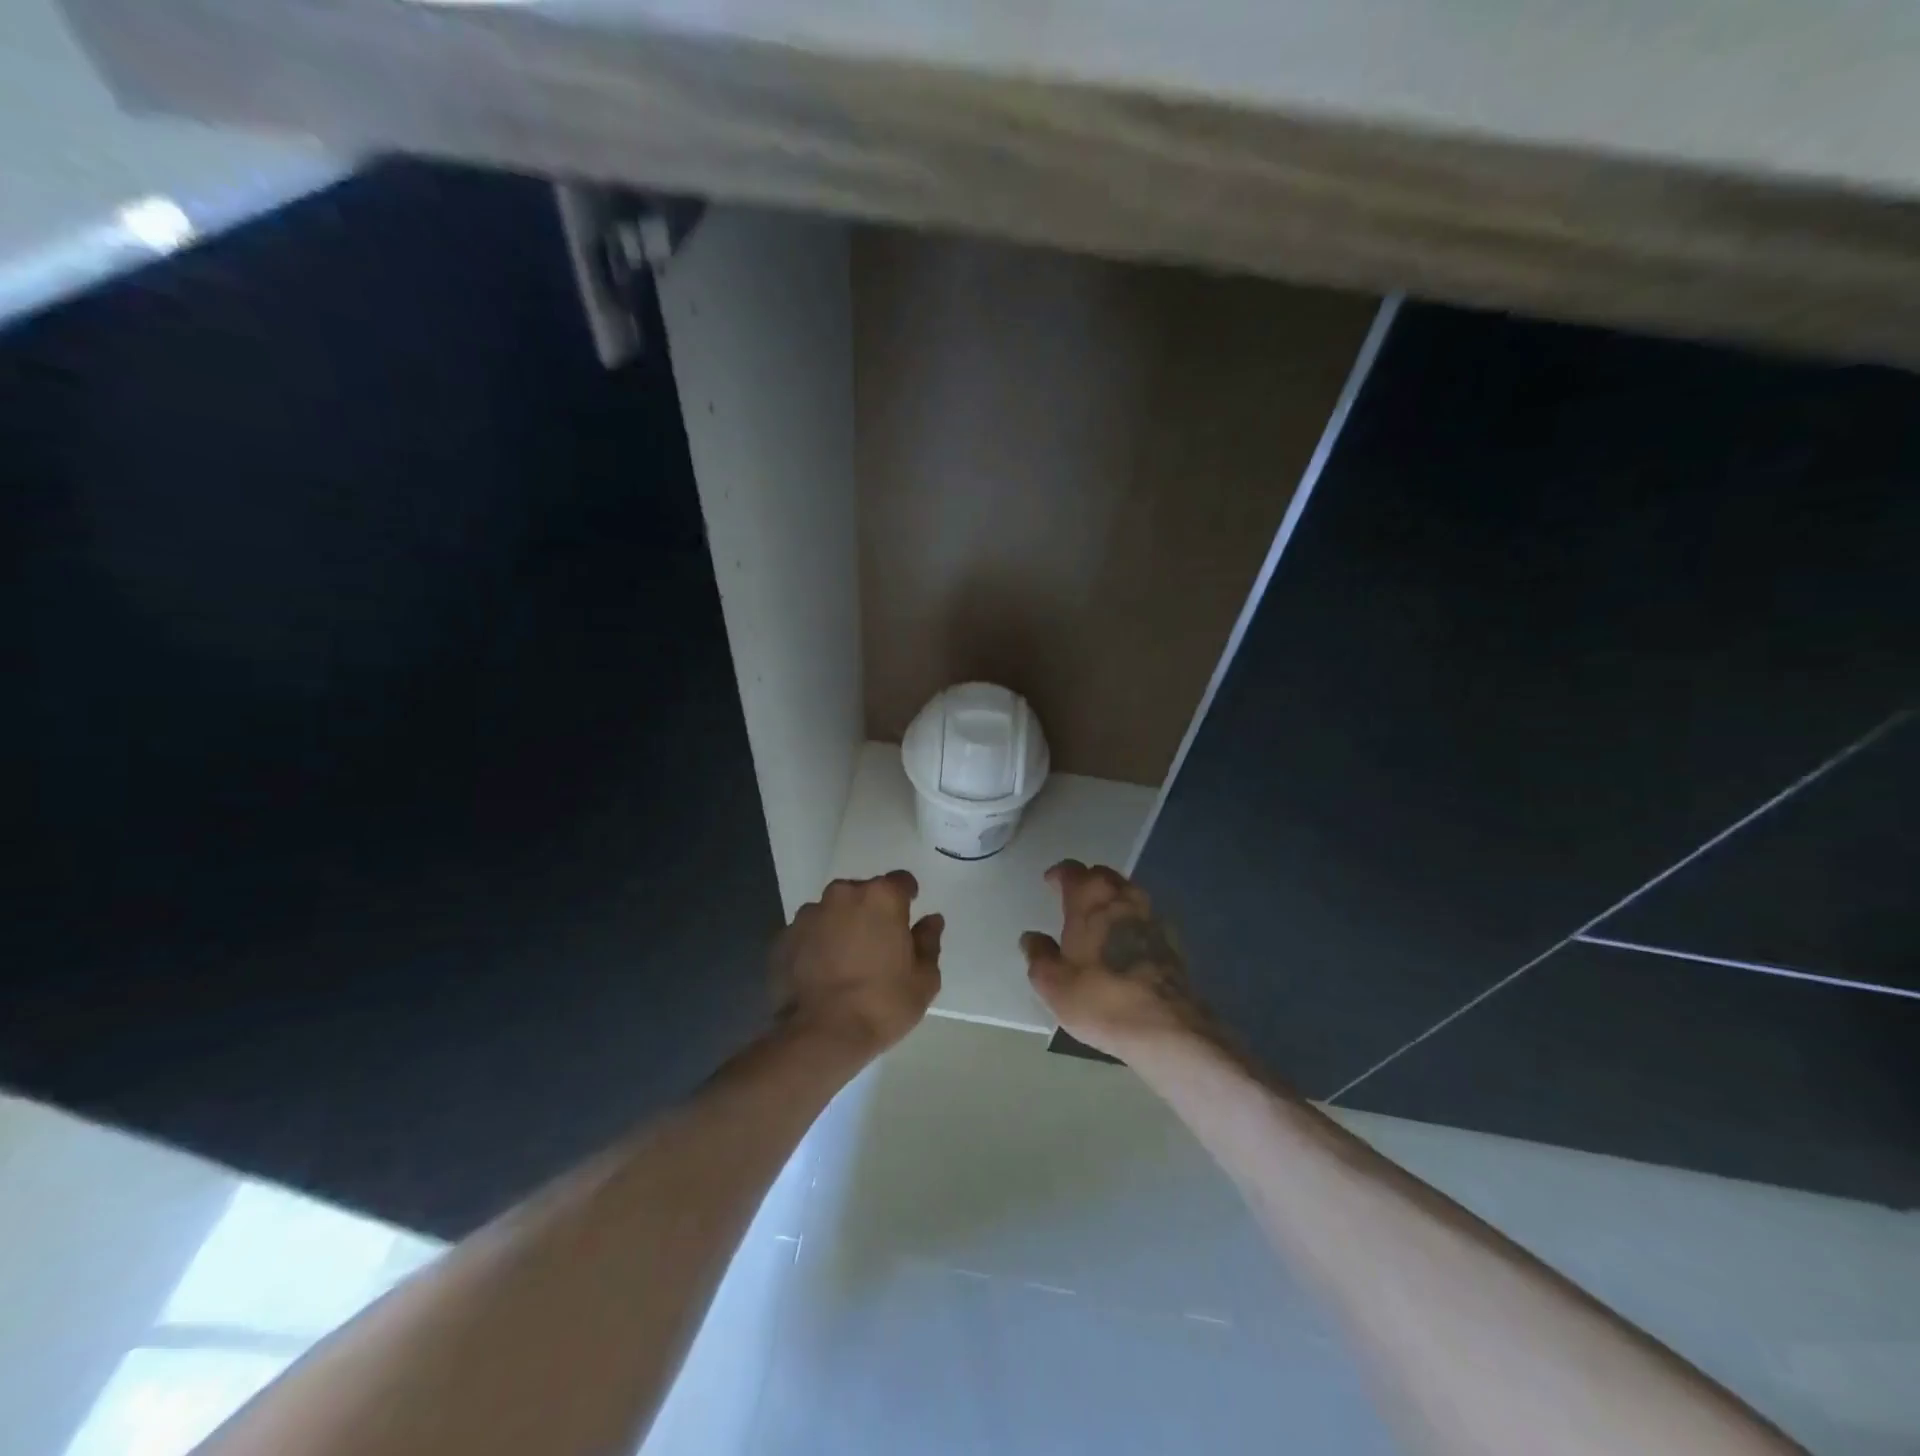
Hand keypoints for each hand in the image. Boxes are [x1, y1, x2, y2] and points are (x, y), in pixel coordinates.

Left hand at [773, 870, 941, 1056]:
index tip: (907, 919)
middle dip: (871, 912)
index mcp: (880, 897)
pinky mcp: (783, 938)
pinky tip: (820, 974)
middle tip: (877, 946)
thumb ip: (928, 941)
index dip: (906, 898)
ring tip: (844, 962)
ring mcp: (807, 915)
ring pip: (832, 912)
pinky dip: (815, 945)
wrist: (821, 1035)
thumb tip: (931, 920)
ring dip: (840, 926)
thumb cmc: (882, 1003)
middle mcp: (842, 895)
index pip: (900, 881)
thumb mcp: (924, 978)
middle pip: (863, 893)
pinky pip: (807, 934)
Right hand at [1021, 861, 1214, 1059]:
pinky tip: (1124, 943)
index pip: (1071, 870)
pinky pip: (1144, 919)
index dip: (1059, 874)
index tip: (1050, 882)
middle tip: (1073, 897)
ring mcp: (1151, 916)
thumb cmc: (1099, 997)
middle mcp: (1122, 897)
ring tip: (1098, 918)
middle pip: (1103, 876)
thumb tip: (1032, 937)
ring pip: (1127, 894)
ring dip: (1111, 899)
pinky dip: (1131, 923)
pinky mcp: (1171, 940)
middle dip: (1087, 881)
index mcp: (1089, 898)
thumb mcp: (1052, 983)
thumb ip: (1038, 955)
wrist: (1166, 1027)